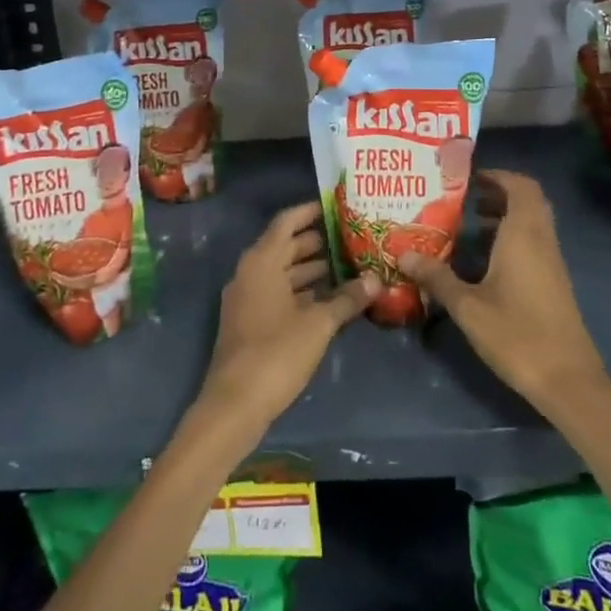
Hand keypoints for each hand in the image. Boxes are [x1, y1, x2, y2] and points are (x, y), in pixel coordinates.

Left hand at [193, 202, 379, 442]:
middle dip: (317, 241)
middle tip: (352, 237)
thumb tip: (376, 280)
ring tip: (348, 266)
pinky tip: (329, 299)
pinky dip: (302, 291)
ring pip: (283, 272)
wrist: (234, 404)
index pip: (287, 222)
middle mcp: (250, 272)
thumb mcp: (318, 324)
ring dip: (312, 269)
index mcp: (262, 261)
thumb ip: (346, 299)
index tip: (337, 206)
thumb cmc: (276, 352)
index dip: (310, 211)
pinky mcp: (250, 322)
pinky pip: (278, 293)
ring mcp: (247, 298)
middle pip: (285, 246)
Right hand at [397, 171, 609, 417]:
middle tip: (466, 200)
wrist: (568, 380)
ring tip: (468, 228)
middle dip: (499, 194)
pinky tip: (485, 264)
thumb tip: (403, 254)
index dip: (498, 175)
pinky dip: (512, 239)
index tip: (469, 178)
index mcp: (524, 234)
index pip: (520, 185)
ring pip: (532, 224)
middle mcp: (542, 240)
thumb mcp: (467, 306)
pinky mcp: (554, 283)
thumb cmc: (517, 334)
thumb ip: (436, 277)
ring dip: (505, 218)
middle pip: (528, 201)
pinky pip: (534, 244)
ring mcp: (552, 262)